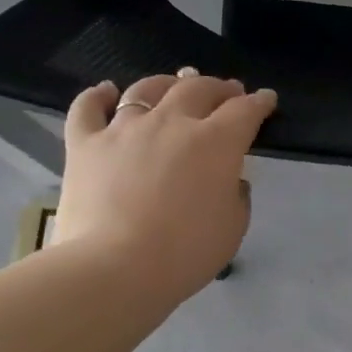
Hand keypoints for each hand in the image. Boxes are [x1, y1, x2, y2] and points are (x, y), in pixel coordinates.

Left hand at [53, 72, 277, 306]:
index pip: (245, 111)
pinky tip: (106, 91)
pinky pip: (88, 107)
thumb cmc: (187, 252)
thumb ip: (236, 196)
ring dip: (167, 83)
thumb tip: (229, 180)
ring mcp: (124, 129)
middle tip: (227, 91)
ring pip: (146, 89)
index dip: (259, 102)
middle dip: (218, 87)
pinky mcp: (85, 143)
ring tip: (174, 85)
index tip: (266, 99)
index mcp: (216, 143)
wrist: (116, 268)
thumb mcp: (233, 227)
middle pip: (198, 89)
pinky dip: (98, 95)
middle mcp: (172, 123)